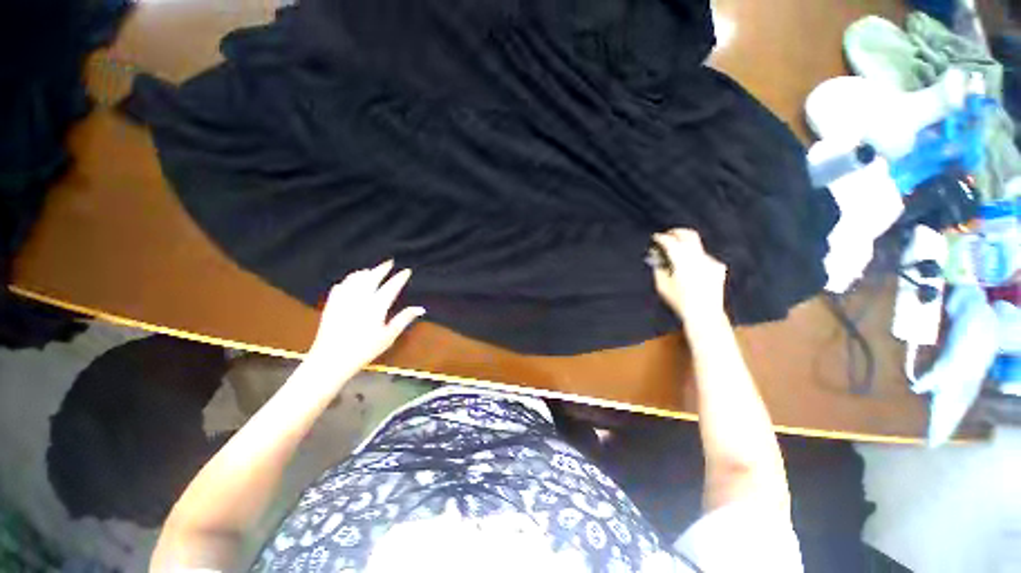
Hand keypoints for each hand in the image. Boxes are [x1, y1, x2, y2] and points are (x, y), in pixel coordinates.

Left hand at [303, 260, 424, 376]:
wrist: (331, 359)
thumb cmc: (364, 349)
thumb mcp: (388, 336)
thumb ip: (404, 319)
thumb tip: (421, 308)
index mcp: (376, 306)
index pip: (391, 287)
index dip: (400, 278)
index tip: (406, 271)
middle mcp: (360, 298)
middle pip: (372, 277)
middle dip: (382, 268)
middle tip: (389, 262)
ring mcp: (344, 299)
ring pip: (355, 279)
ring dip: (365, 272)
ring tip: (371, 270)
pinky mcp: (332, 304)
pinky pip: (341, 286)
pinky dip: (348, 280)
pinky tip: (350, 282)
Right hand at [651, 229, 726, 320]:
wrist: (705, 313)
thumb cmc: (679, 301)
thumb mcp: (662, 286)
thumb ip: (659, 268)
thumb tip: (657, 257)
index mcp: (683, 262)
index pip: (671, 242)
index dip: (662, 238)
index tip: (656, 237)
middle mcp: (699, 257)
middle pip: (689, 235)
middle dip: (677, 232)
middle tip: (668, 234)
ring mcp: (711, 261)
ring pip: (696, 246)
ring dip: (685, 246)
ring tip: (677, 254)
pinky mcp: (718, 266)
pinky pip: (703, 257)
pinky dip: (694, 258)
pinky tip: (690, 268)